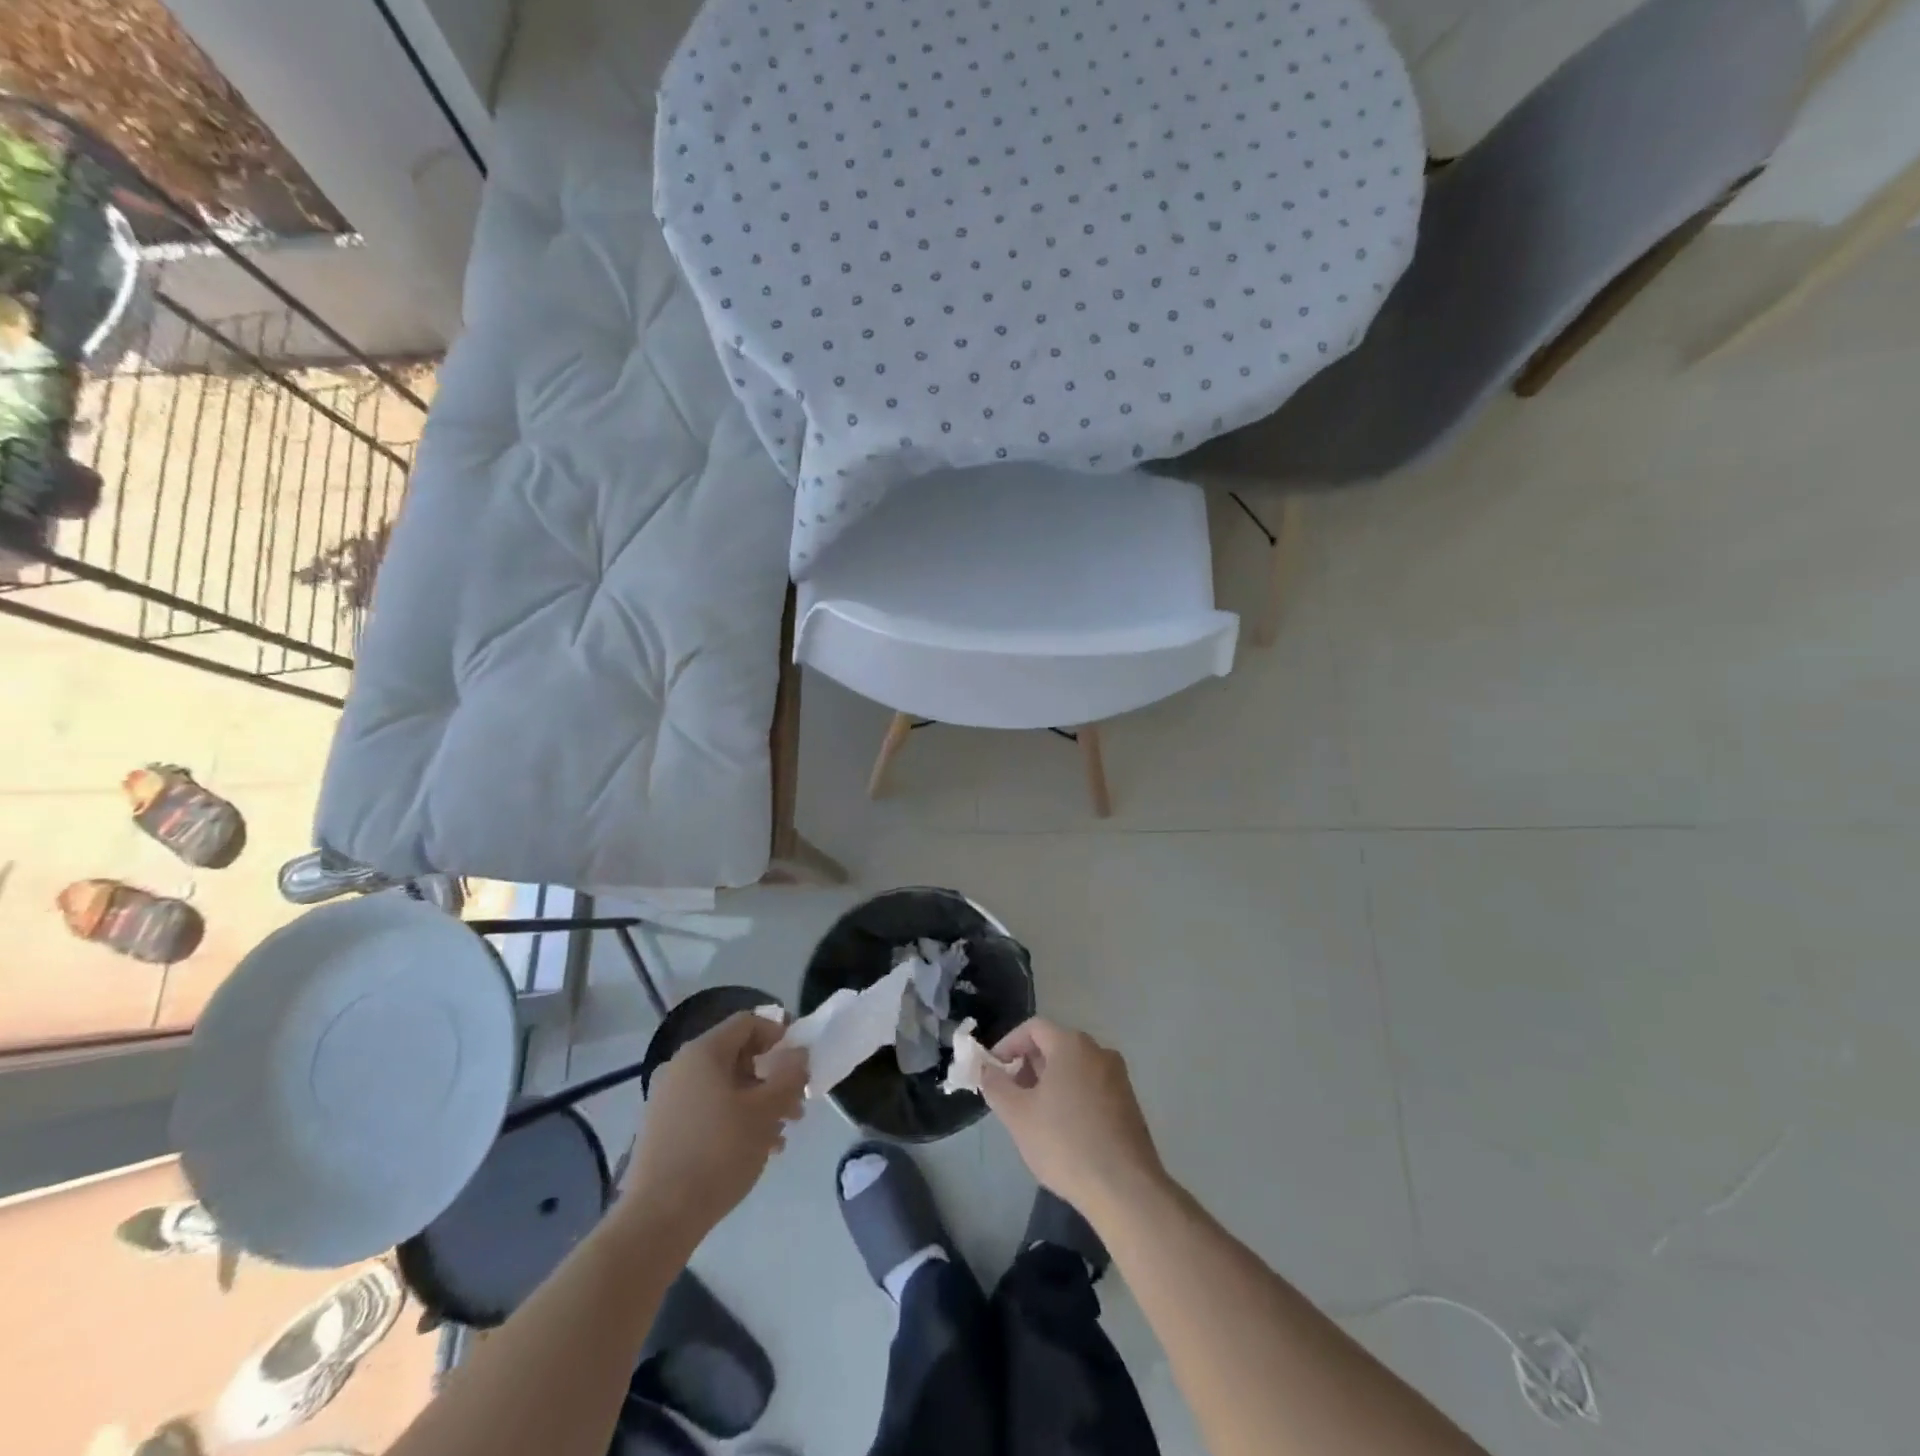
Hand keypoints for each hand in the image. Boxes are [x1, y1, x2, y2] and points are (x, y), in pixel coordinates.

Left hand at [620, 1012, 807, 1250]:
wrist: (658, 1218)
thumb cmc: (718, 1152)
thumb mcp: (766, 1111)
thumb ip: (789, 1075)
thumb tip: (799, 1053)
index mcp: (703, 1052)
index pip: (748, 1022)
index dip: (779, 1034)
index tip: (799, 1062)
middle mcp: (681, 1067)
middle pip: (736, 1055)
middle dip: (772, 1077)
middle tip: (796, 1105)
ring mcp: (667, 1099)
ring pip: (723, 1086)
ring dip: (756, 1102)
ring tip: (781, 1134)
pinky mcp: (662, 1129)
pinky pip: (706, 1108)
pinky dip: (733, 1118)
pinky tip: (754, 1149)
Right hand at [979, 1018, 1167, 1223]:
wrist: (1125, 1189)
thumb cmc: (1065, 1143)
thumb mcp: (1018, 1115)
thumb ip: (996, 1085)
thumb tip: (985, 1069)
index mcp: (1072, 1044)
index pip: (1033, 1028)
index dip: (1008, 1045)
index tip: (993, 1071)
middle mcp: (1099, 1051)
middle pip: (1055, 1045)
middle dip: (1028, 1066)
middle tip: (1010, 1095)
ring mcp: (1118, 1077)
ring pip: (1074, 1068)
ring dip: (1049, 1083)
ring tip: (1033, 1115)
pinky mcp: (1129, 1103)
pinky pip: (1091, 1087)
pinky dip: (1071, 1096)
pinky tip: (1062, 1130)